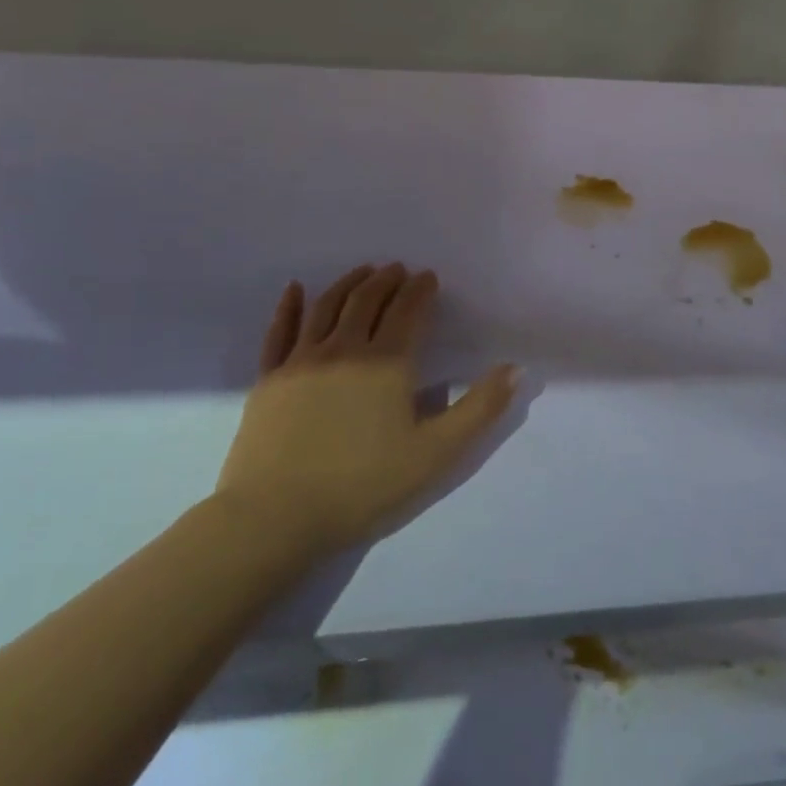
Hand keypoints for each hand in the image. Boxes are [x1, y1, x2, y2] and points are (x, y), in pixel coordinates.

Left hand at [214, 263, 518, 562]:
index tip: (429, 277)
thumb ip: (481, 408)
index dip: (421, 290)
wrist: (276, 517)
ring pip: (326, 307)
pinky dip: (290, 306)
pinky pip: (280, 331)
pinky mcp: (269, 380)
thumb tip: (516, 369)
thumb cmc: (365, 484)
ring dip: (349, 284)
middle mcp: (344, 350)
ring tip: (363, 272)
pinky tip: (295, 288)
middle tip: (399, 269)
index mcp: (387, 362)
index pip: (408, 311)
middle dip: (387, 280)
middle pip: (367, 301)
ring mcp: (300, 362)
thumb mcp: (438, 451)